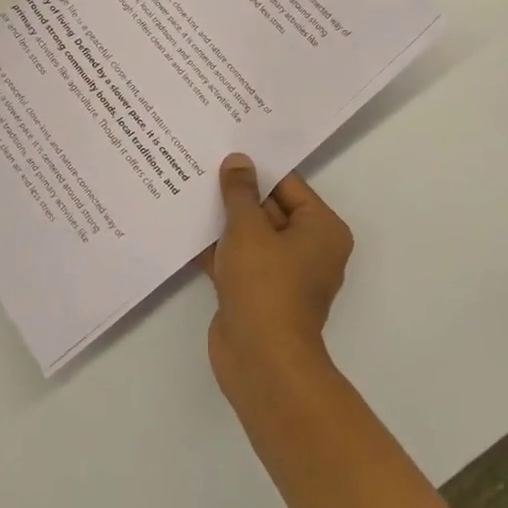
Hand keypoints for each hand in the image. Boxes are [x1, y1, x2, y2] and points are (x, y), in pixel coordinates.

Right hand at [203, 154, 353, 389]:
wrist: (260, 360)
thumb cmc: (265, 284)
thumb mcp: (249, 228)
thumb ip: (240, 192)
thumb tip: (238, 161)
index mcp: (321, 229)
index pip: (288, 184)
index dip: (257, 166)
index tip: (228, 147)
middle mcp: (308, 248)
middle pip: (269, 208)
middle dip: (237, 192)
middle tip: (203, 161)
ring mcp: (282, 273)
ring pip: (250, 235)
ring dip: (223, 219)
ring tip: (189, 186)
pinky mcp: (257, 292)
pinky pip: (237, 258)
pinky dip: (217, 246)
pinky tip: (186, 225)